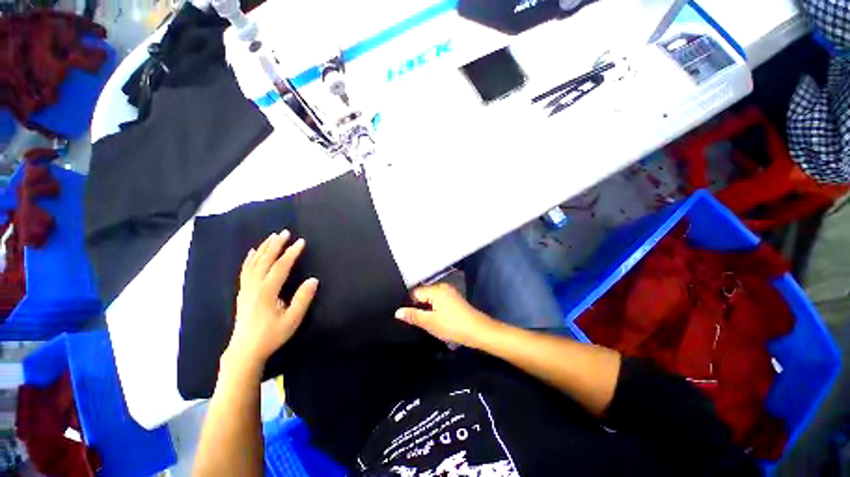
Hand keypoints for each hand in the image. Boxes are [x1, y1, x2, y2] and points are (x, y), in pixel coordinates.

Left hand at [225, 230, 318, 369]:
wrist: (245, 351)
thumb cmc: (271, 336)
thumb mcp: (291, 320)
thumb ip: (302, 299)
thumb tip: (313, 279)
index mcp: (267, 292)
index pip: (280, 267)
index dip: (291, 253)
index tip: (301, 242)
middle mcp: (254, 286)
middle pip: (265, 261)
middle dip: (275, 245)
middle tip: (285, 232)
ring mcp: (246, 289)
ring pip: (253, 263)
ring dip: (263, 248)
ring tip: (272, 237)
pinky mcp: (242, 292)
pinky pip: (244, 270)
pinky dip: (249, 259)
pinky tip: (252, 251)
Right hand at [395, 283, 497, 348]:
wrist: (478, 331)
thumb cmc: (452, 326)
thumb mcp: (430, 323)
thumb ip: (413, 316)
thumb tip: (397, 311)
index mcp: (436, 290)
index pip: (415, 292)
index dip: (410, 304)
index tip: (409, 317)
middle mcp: (443, 287)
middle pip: (424, 294)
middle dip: (419, 306)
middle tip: (418, 321)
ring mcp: (450, 292)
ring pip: (432, 298)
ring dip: (428, 309)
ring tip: (427, 322)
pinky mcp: (455, 298)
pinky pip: (439, 300)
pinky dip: (436, 308)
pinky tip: (437, 319)